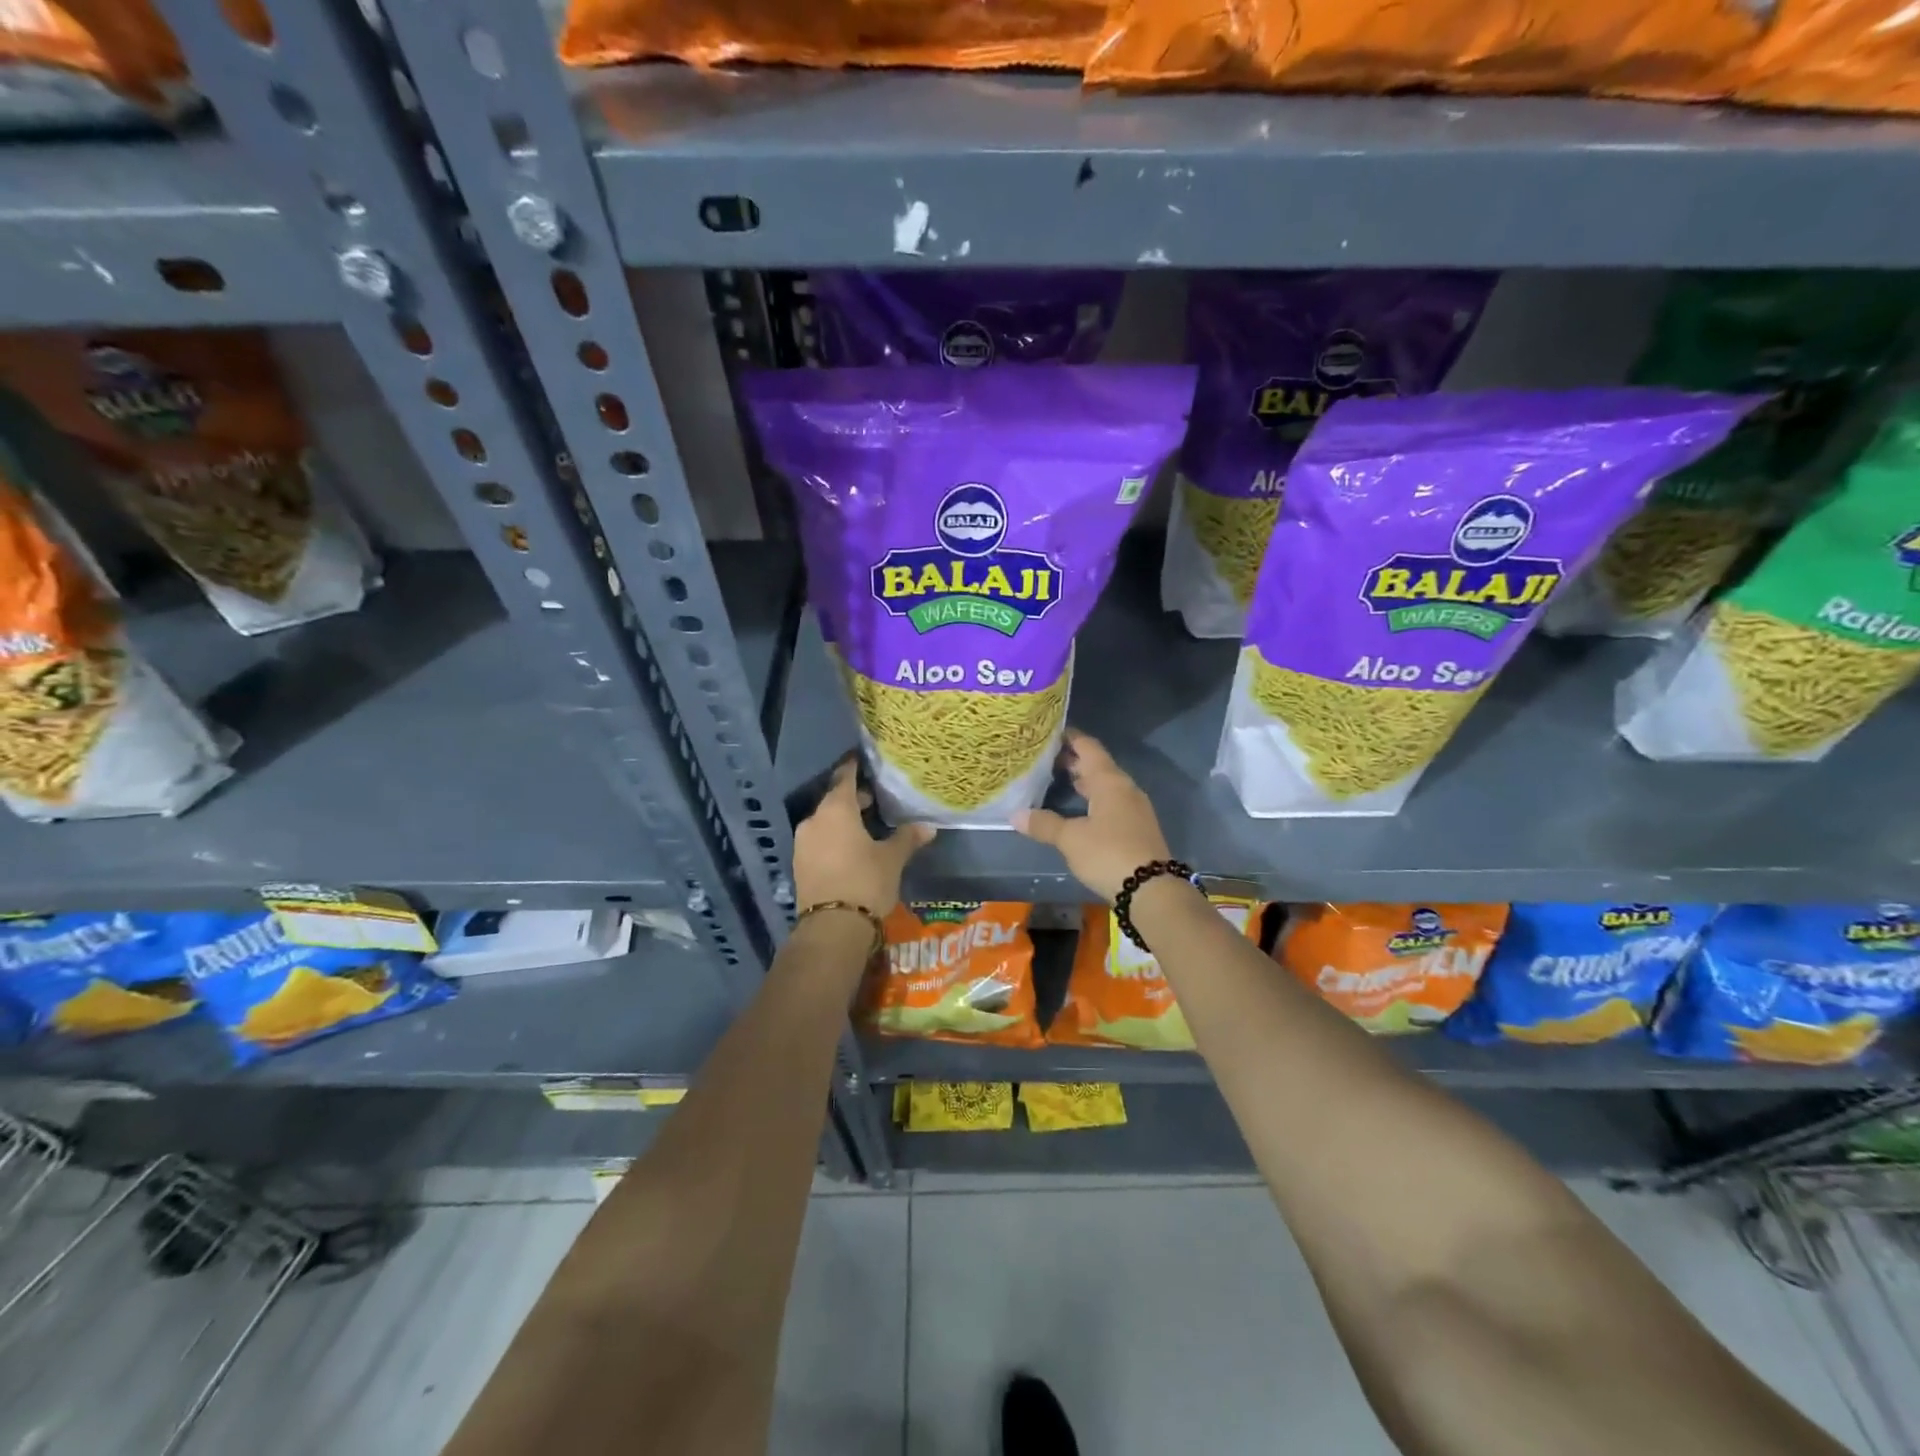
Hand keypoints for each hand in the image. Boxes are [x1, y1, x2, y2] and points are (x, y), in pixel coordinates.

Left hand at [792, 758, 935, 914]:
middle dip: (853, 798)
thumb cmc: (866, 881)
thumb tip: (928, 827)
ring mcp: (803, 843)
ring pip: (825, 821)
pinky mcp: (800, 864)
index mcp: (836, 810)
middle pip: (834, 800)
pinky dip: (834, 837)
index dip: (854, 768)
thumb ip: (907, 838)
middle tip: (875, 799)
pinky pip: (819, 840)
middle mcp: (814, 820)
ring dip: (843, 820)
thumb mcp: (892, 858)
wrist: (832, 926)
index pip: (844, 778)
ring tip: (866, 826)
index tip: (863, 760)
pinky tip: (851, 848)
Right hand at [1013, 729, 1170, 900]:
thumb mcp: (1071, 839)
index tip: (1049, 732)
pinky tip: (1077, 810)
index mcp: (1110, 781)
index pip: (1088, 747)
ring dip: (1083, 782)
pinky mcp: (1136, 828)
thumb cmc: (1109, 853)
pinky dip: (1092, 800)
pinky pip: (1111, 803)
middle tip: (1044, 758)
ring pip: (1105, 786)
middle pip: (1097, 766)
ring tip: (1056, 780)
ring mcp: (1134, 808)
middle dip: (1072, 760)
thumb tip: (1016, 815)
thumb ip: (1044, 824)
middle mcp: (1124, 788)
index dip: (1069, 737)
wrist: (1152, 889)